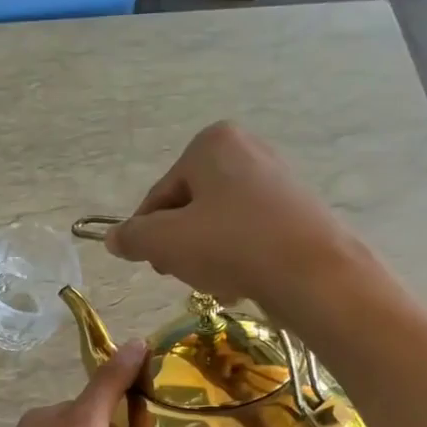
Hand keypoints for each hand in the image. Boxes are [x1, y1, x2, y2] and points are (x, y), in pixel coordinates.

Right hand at [104, 121, 354, 308]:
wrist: (313, 273)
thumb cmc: (231, 245)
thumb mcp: (165, 242)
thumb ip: (132, 237)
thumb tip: (113, 238)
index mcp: (210, 144)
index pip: (158, 197)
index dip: (149, 236)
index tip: (156, 265)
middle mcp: (245, 149)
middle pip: (188, 210)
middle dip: (181, 247)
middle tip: (187, 275)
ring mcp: (275, 178)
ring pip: (217, 226)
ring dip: (207, 257)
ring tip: (218, 282)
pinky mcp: (295, 209)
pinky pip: (248, 233)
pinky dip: (237, 257)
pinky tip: (242, 282)